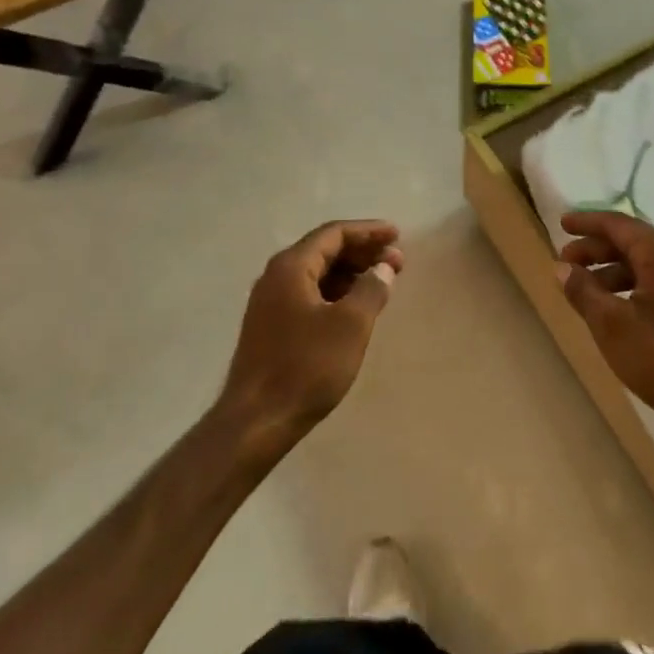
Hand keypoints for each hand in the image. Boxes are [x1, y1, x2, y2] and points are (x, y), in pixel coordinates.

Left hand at [219, 220, 404, 452]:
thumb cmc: (306, 367)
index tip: (397, 236)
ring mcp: (270, 302)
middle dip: (362, 252)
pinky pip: (309, 293)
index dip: (368, 231)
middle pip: (324, 250)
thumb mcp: (350, 325)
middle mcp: (276, 276)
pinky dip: (336, 292)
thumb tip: (383, 268)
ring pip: (317, 273)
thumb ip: (371, 288)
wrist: (256, 422)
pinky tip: (355, 307)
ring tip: (381, 282)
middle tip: (396, 261)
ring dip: (351, 273)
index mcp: (291, 267)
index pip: (334, 233)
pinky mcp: (271, 326)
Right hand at [557, 211, 653, 443]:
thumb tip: (561, 267)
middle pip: (630, 242)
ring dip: (608, 270)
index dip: (587, 223)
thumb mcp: (610, 322)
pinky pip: (652, 282)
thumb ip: (582, 290)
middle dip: (595, 249)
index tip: (562, 224)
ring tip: (581, 288)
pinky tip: (610, 308)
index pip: (618, 225)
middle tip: (564, 262)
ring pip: (641, 264)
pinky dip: (626, 286)